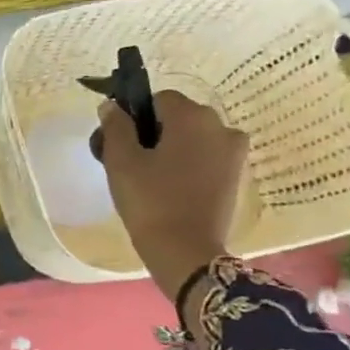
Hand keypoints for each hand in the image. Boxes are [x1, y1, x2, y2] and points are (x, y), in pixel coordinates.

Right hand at [97, 92, 247, 300]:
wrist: (185, 250)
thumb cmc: (150, 200)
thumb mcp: (121, 161)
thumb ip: (116, 127)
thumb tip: (113, 108)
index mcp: (193, 117)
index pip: (158, 99)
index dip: (135, 116)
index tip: (120, 142)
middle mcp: (221, 126)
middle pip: (178, 116)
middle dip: (154, 131)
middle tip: (130, 162)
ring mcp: (234, 153)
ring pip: (193, 138)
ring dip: (172, 148)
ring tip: (150, 177)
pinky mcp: (236, 176)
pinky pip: (206, 157)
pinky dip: (188, 164)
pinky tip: (170, 187)